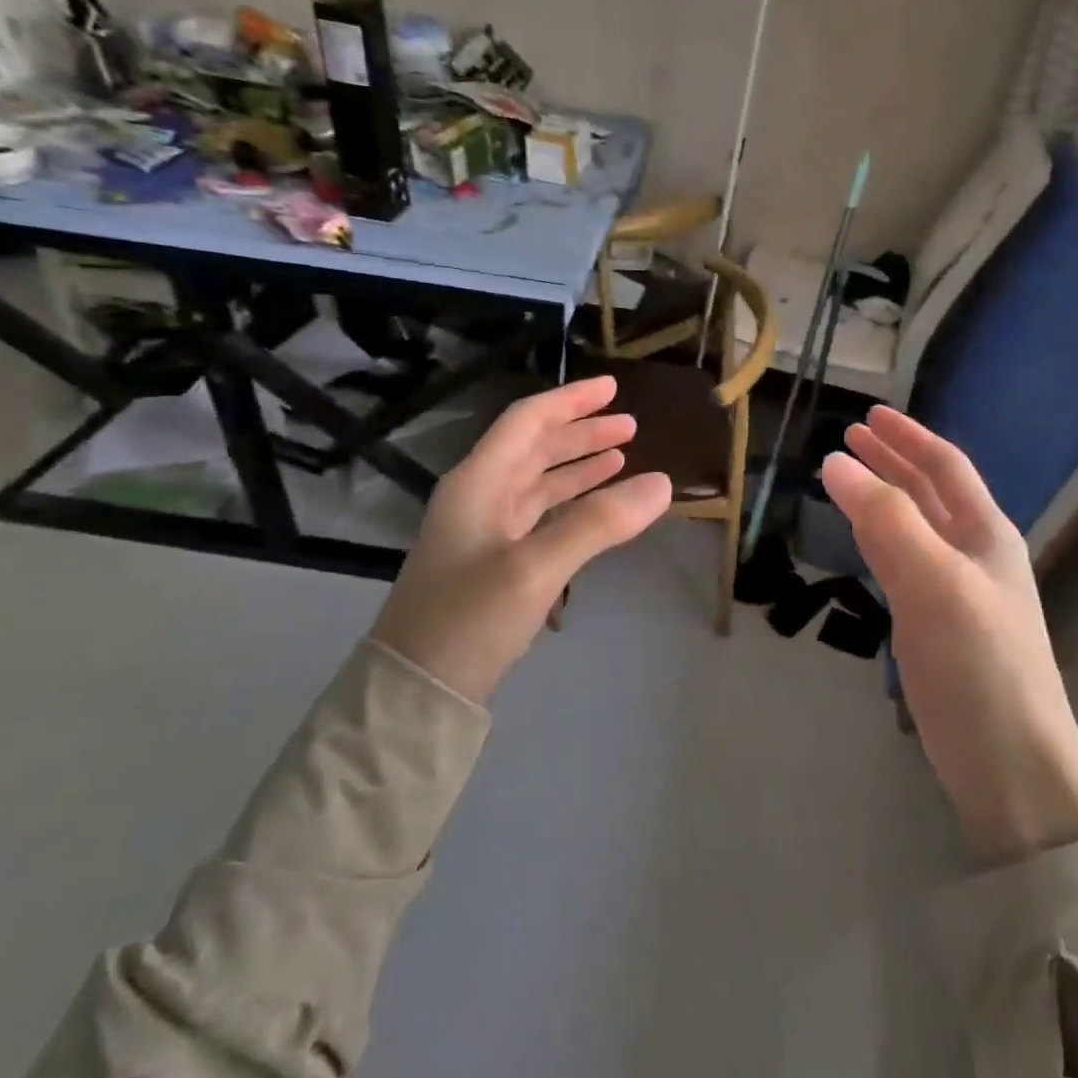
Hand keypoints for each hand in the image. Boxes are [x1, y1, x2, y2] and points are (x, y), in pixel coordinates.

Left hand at [372, 377, 671, 703]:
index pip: (527, 422)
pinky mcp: (493, 560)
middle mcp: (479, 496)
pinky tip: (594, 505)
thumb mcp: (535, 568)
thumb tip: (662, 484)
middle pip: (533, 447)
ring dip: (577, 465)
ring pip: (537, 481)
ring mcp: (484, 530)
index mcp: (478, 482)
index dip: (571, 401)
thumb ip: (598, 524)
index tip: (612, 388)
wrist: (415, 689)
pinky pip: (538, 514)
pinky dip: (569, 502)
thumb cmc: (469, 618)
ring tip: (621, 456)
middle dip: (581, 432)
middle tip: (629, 425)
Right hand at [822, 407, 1077, 862]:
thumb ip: (886, 520)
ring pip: (915, 527)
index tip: (867, 415)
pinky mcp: (937, 627)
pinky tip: (865, 540)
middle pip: (930, 492)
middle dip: (892, 460)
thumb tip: (835, 461)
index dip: (907, 436)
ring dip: (883, 497)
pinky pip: (904, 563)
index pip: (945, 467)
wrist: (1011, 766)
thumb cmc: (980, 665)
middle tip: (848, 438)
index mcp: (987, 534)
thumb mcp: (933, 582)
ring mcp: (957, 592)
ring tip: (848, 478)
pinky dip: (880, 538)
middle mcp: (976, 554)